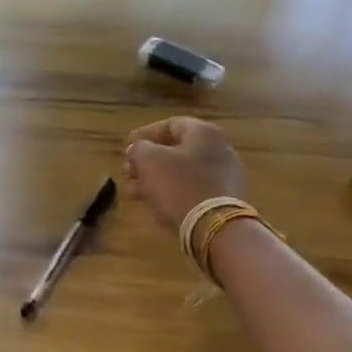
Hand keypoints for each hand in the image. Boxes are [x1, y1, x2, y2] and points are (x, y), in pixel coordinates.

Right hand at [123, 117, 246, 233]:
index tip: (126, 145)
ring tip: (134, 193)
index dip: (145, 133)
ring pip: (182, 172)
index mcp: (203, 133)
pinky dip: (171, 192)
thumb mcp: (149, 161)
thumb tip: (138, 149)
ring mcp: (224, 175)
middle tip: (128, 172)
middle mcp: (219, 149)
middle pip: (176, 150)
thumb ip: (138, 149)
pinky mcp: (224, 199)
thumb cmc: (178, 186)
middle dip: (147, 161)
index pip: (170, 124)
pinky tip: (155, 204)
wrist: (214, 227)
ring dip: (155, 179)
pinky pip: (192, 189)